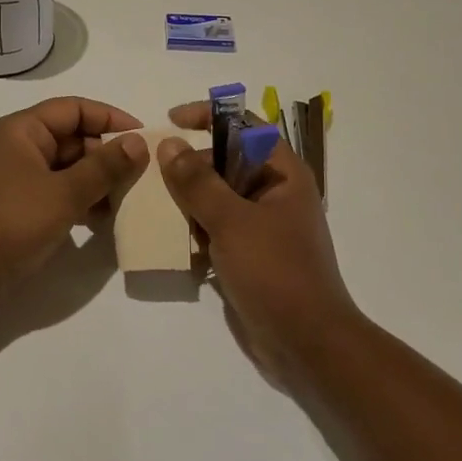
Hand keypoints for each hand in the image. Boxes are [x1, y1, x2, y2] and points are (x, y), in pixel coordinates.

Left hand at [0, 98, 148, 297]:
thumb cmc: (10, 221)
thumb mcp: (64, 193)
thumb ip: (104, 167)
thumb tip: (139, 142)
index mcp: (24, 129)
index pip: (75, 109)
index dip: (110, 118)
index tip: (144, 137)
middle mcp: (21, 146)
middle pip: (74, 137)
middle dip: (107, 154)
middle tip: (140, 177)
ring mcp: (19, 177)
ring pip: (69, 167)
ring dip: (97, 180)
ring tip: (126, 201)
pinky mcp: (21, 205)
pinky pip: (59, 191)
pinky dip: (81, 200)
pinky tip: (103, 220)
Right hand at [160, 101, 359, 383]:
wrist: (306, 345)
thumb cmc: (275, 272)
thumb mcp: (232, 221)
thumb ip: (198, 182)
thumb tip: (170, 145)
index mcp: (282, 174)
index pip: (245, 125)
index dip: (210, 116)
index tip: (172, 121)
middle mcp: (274, 192)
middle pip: (226, 160)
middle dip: (191, 164)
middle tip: (155, 173)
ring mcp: (262, 225)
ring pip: (217, 196)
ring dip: (188, 200)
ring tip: (155, 205)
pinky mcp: (249, 253)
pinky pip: (216, 228)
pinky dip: (195, 229)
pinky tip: (172, 241)